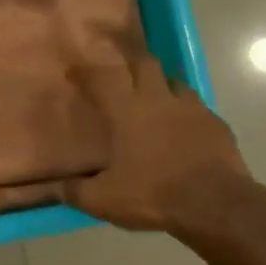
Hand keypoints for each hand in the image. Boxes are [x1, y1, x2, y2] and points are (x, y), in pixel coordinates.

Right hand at [67, 58, 259, 240]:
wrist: (215, 204)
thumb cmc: (152, 195)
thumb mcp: (103, 200)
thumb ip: (74, 191)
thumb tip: (50, 188)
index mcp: (126, 112)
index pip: (101, 78)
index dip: (85, 71)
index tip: (74, 68)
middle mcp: (157, 99)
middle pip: (142, 63)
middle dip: (127, 60)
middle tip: (117, 69)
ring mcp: (190, 107)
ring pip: (172, 79)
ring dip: (158, 81)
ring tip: (150, 93)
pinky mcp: (214, 122)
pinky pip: (195, 105)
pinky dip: (183, 109)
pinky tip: (181, 124)